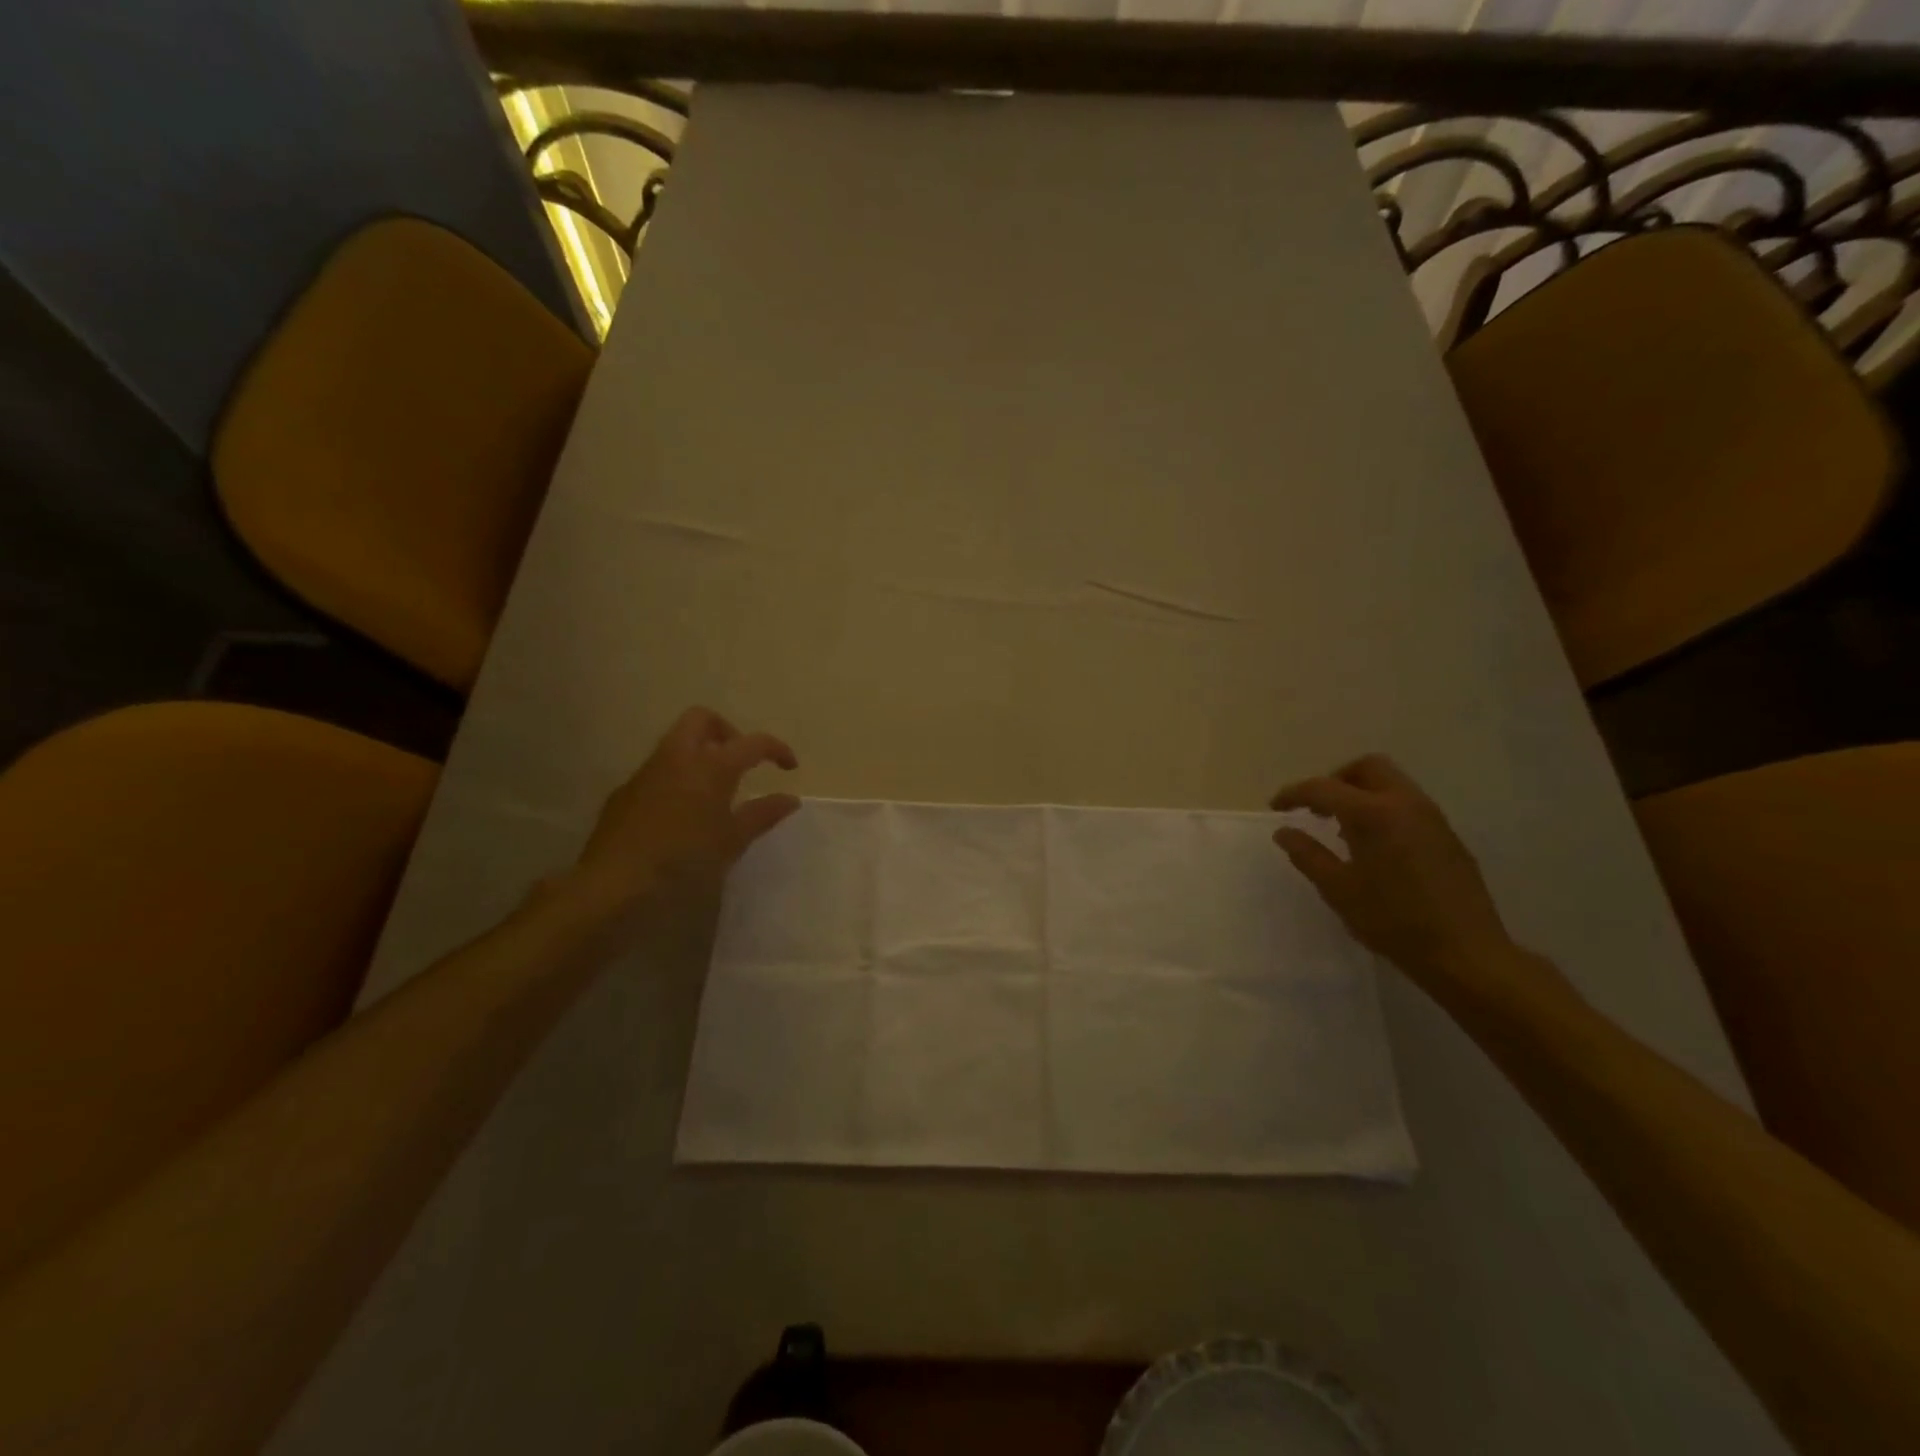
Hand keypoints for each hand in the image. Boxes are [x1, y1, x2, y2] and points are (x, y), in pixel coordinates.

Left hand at [564, 707, 799, 915]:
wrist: (614, 882)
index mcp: (710, 766)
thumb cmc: (684, 859)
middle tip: (741, 762)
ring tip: (715, 792)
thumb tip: (790, 799)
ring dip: (699, 754)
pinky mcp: (625, 793)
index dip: (776, 749)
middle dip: (726, 732)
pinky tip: (682, 815)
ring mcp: (646, 773)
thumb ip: (762, 814)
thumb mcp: (732, 841)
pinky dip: (677, 778)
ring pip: (676, 744)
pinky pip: (657, 772)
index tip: (789, 767)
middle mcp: (677, 758)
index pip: (752, 742)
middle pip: (702, 720)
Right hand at [1271, 755, 1521, 991]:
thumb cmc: (1393, 921)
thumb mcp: (1338, 889)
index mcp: (1373, 814)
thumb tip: (1284, 831)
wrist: (1465, 954)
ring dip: (1362, 794)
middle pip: (1367, 768)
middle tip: (1317, 808)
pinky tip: (1375, 847)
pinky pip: (1408, 805)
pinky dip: (1384, 810)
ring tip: (1342, 829)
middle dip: (1336, 780)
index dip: (1294, 794)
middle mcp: (1405, 804)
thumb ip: (1307, 854)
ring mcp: (1432, 818)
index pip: (1323, 787)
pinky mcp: (1448, 836)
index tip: (1276, 808)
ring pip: (1392, 783)